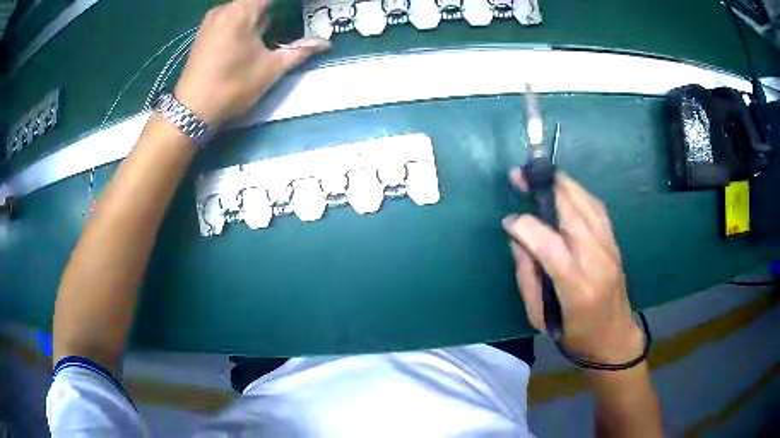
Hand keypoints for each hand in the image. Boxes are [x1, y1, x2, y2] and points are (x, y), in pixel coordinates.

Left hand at [175, 0, 330, 125]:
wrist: (191, 111)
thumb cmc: (232, 87)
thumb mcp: (271, 69)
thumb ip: (300, 50)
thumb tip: (326, 43)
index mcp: (242, 11)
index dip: (290, 3)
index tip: (305, 8)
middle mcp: (225, 8)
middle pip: (257, 1)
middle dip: (275, 8)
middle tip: (292, 18)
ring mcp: (212, 19)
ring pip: (244, 6)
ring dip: (261, 13)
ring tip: (273, 29)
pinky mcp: (205, 31)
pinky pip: (232, 15)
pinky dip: (247, 18)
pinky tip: (255, 32)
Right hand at [503, 169, 643, 363]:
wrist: (614, 337)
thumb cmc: (574, 335)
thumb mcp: (539, 318)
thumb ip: (527, 277)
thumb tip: (517, 241)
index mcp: (576, 286)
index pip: (549, 244)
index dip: (525, 226)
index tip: (507, 221)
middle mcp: (596, 260)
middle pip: (571, 211)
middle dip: (543, 188)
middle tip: (519, 177)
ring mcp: (609, 247)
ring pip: (586, 203)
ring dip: (561, 184)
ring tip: (539, 176)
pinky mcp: (614, 242)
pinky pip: (596, 208)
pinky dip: (578, 193)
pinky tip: (564, 190)